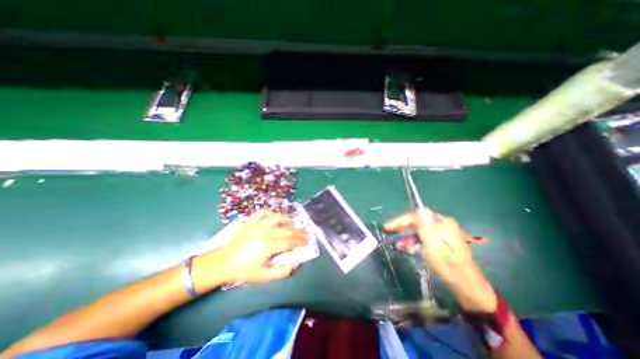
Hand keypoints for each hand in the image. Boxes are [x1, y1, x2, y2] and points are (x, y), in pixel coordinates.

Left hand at [193, 212, 306, 290]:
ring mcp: (257, 224)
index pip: (290, 242)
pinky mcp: (251, 221)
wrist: (223, 262)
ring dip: (288, 220)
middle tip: (305, 235)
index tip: (308, 243)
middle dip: (299, 232)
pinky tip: (276, 218)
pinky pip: (264, 212)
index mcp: (268, 246)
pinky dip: (272, 213)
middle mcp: (265, 232)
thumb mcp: (264, 276)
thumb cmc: (243, 270)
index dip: (301, 242)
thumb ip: (282, 271)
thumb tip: (296, 262)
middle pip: (287, 230)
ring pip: (278, 217)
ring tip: (293, 225)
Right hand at [381, 212, 496, 312]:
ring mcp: (443, 234)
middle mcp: (442, 225)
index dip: (401, 221)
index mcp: (442, 223)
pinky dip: (416, 242)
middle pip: (417, 223)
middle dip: (404, 230)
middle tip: (392, 237)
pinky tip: (409, 248)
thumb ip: (425, 226)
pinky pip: (424, 238)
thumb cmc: (448, 265)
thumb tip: (420, 209)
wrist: (467, 286)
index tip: (388, 227)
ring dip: (409, 237)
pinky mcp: (442, 242)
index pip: (416, 216)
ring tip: (400, 246)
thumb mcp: (433, 245)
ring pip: (419, 231)